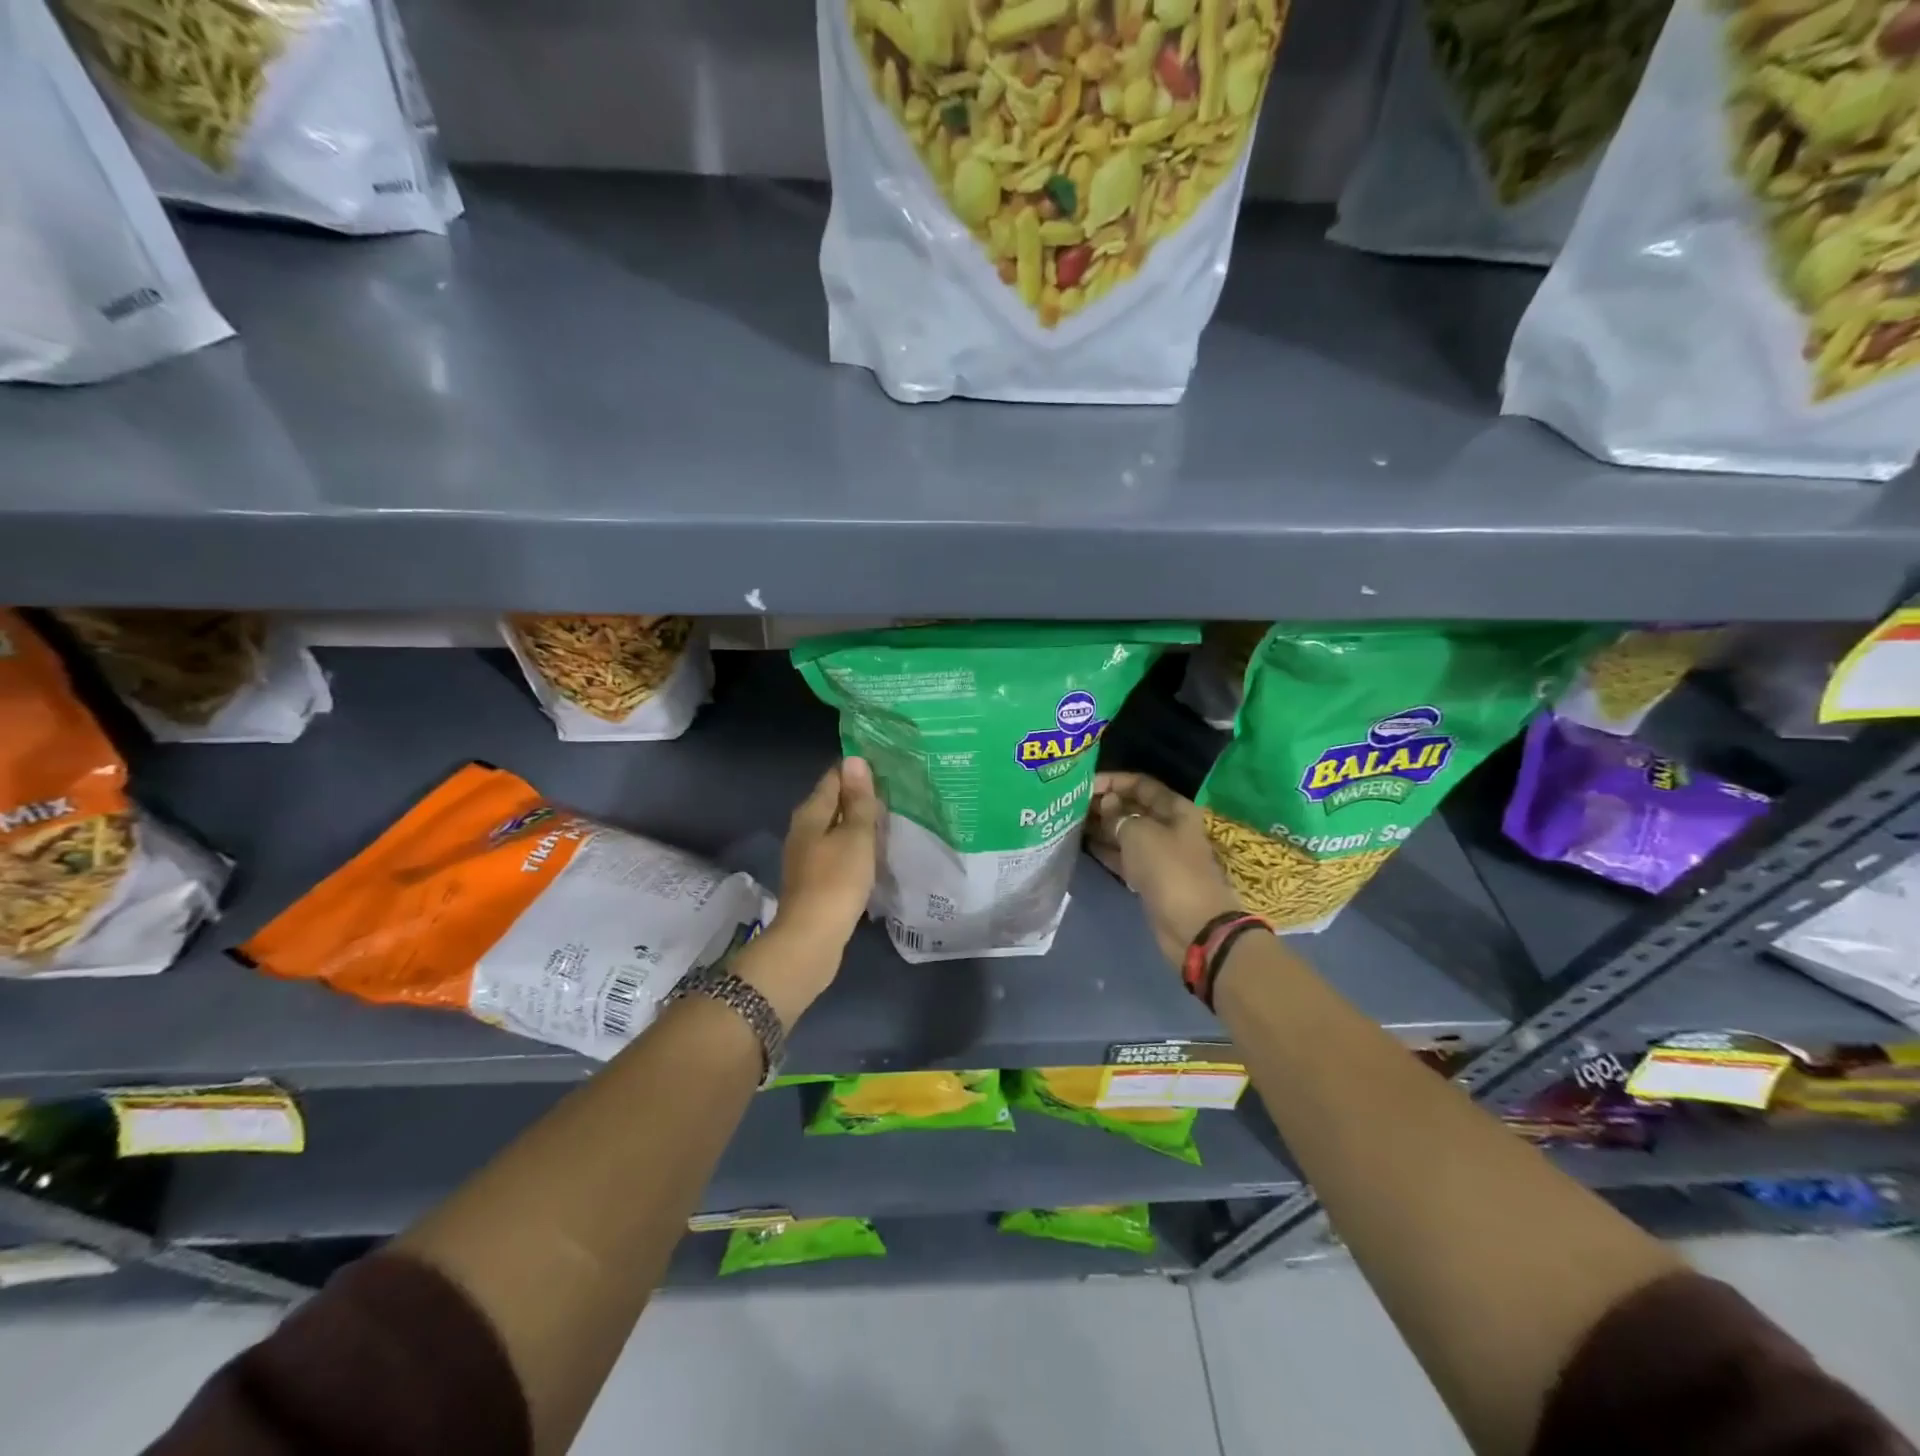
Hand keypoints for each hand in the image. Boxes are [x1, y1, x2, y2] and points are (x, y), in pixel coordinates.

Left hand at [738, 758, 880, 1021]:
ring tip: (889, 819)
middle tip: (895, 791)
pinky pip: (837, 851)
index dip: (857, 769)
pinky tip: (873, 852)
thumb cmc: (836, 881)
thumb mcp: (855, 836)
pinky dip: (854, 846)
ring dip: (858, 823)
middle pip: (832, 802)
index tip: (885, 765)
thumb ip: (858, 800)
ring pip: (835, 828)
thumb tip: (855, 760)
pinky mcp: (815, 880)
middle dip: (859, 796)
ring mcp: (807, 857)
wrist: (811, 939)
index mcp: (810, 813)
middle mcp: (803, 830)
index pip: (834, 778)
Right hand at [1086, 771, 1241, 968]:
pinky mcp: (1149, 877)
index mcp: (1174, 809)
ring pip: (1126, 833)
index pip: (1141, 784)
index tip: (1084, 785)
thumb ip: (1118, 815)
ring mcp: (1159, 854)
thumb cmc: (1168, 869)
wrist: (1192, 925)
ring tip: (1071, 822)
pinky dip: (1106, 850)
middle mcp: (1168, 827)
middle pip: (1133, 808)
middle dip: (1104, 804)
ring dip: (1102, 827)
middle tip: (1071, 805)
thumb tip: (1106, 804)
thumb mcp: (1139, 834)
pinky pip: (1124, 856)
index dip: (1113, 781)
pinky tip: (1082, 844)